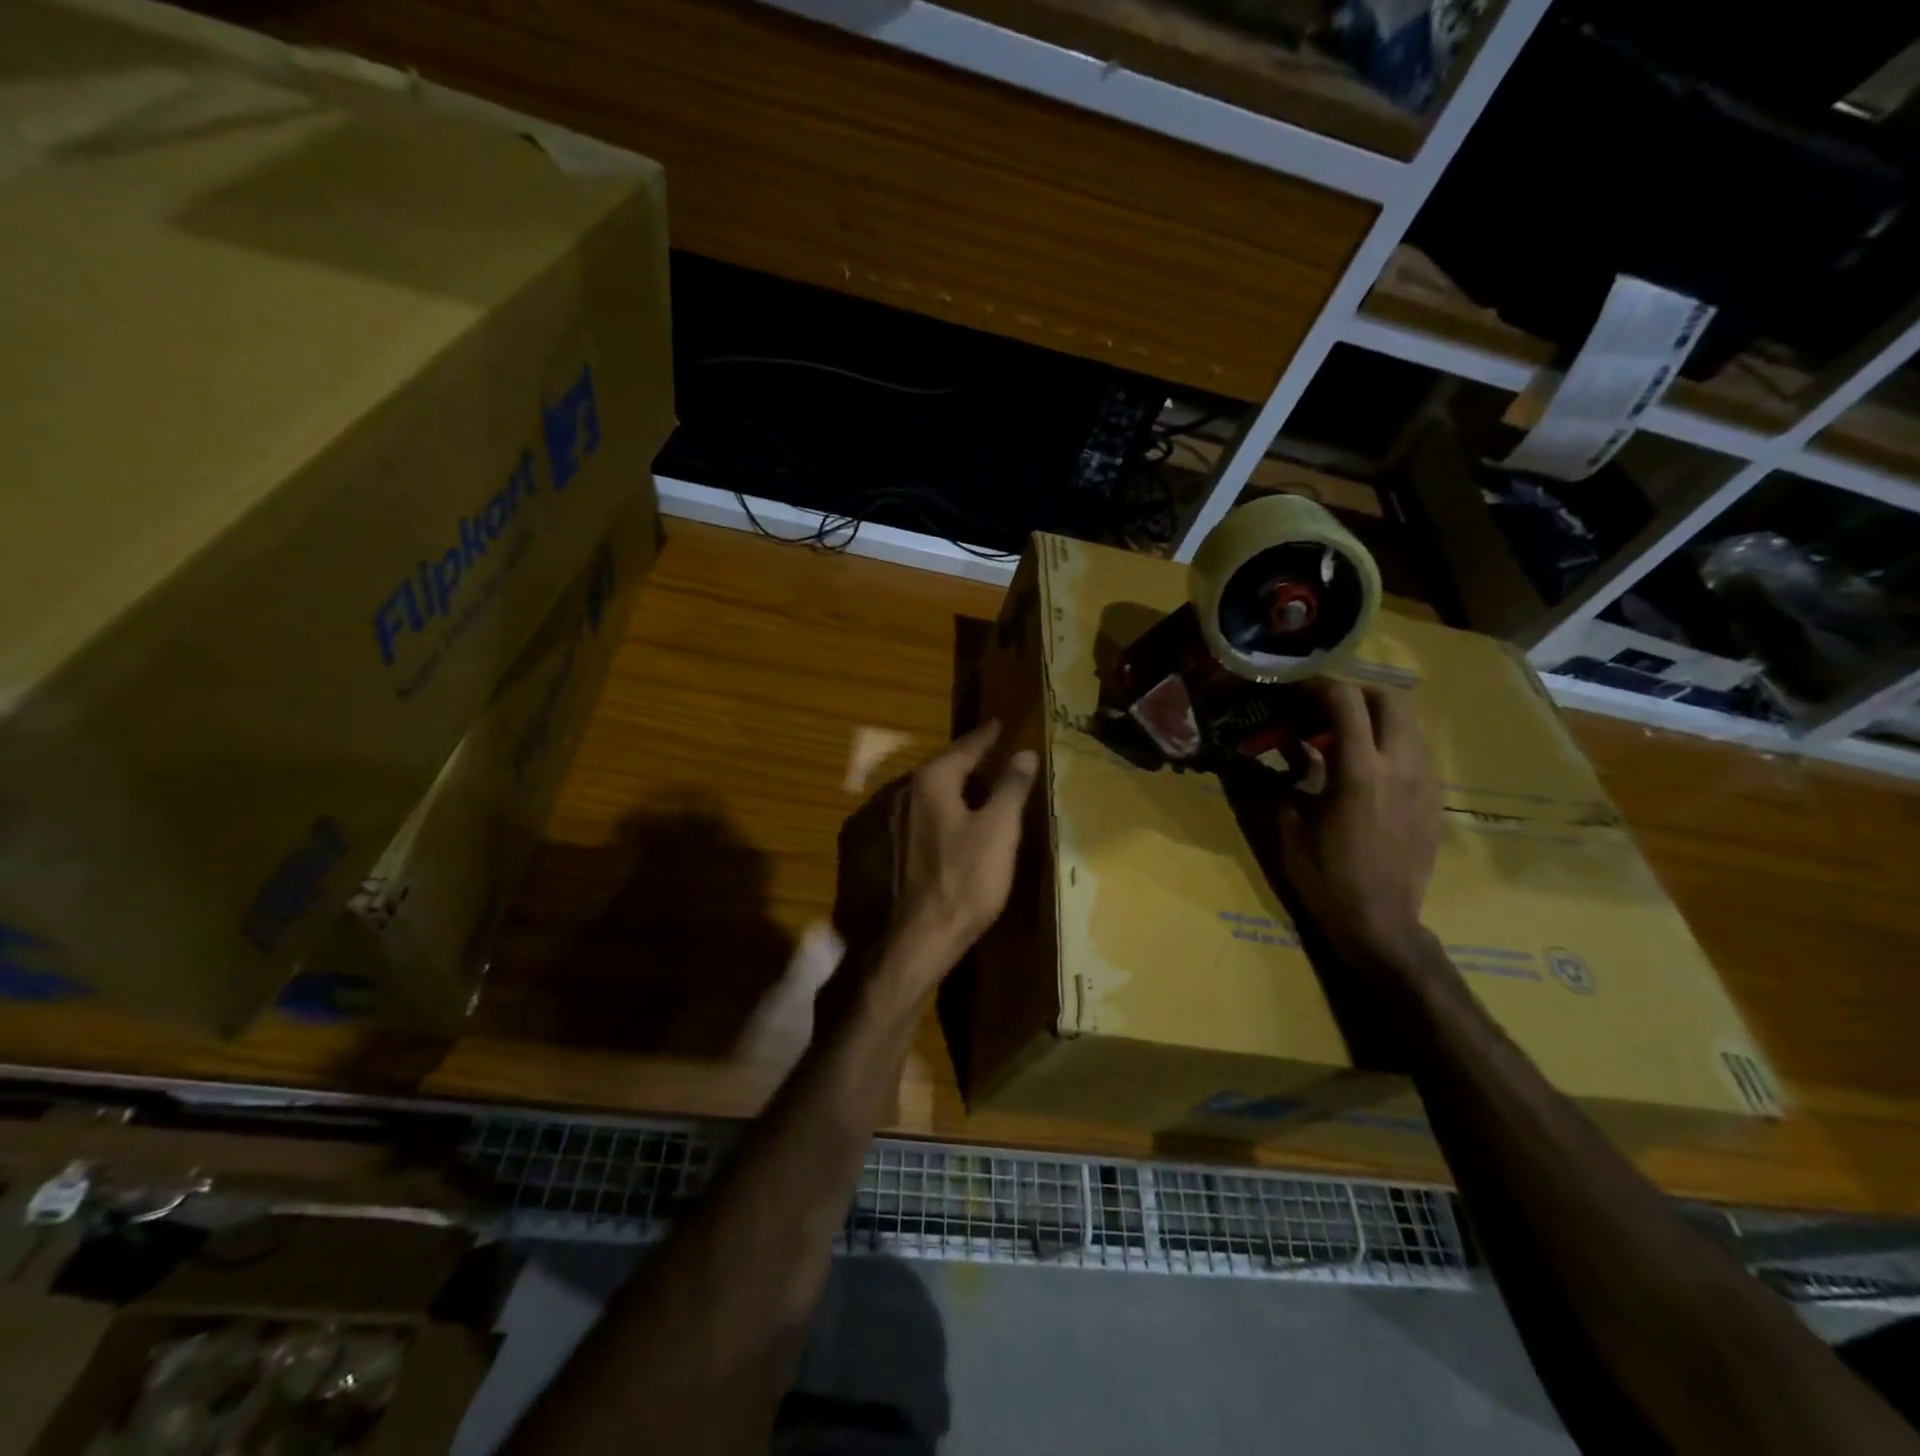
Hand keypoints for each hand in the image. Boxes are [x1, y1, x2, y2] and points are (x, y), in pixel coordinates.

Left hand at [891, 720, 1037, 969]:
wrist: (910, 942)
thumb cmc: (963, 882)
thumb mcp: (998, 832)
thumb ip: (1011, 788)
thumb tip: (1023, 752)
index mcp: (929, 781)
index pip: (964, 748)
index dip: (985, 737)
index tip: (998, 724)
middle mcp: (898, 792)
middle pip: (939, 771)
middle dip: (965, 769)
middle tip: (991, 768)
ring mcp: (878, 822)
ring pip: (920, 798)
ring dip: (945, 796)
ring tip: (969, 803)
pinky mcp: (868, 852)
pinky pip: (907, 823)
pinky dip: (928, 820)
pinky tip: (941, 838)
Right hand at [1277, 681, 1441, 966]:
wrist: (1379, 921)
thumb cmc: (1324, 875)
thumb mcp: (1289, 825)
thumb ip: (1282, 778)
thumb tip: (1268, 749)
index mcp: (1360, 770)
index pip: (1345, 701)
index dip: (1317, 684)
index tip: (1294, 686)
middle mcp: (1401, 766)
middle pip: (1388, 700)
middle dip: (1353, 694)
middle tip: (1320, 708)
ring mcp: (1425, 781)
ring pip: (1409, 723)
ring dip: (1374, 717)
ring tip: (1341, 736)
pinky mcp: (1435, 799)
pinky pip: (1417, 751)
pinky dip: (1390, 742)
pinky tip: (1365, 766)